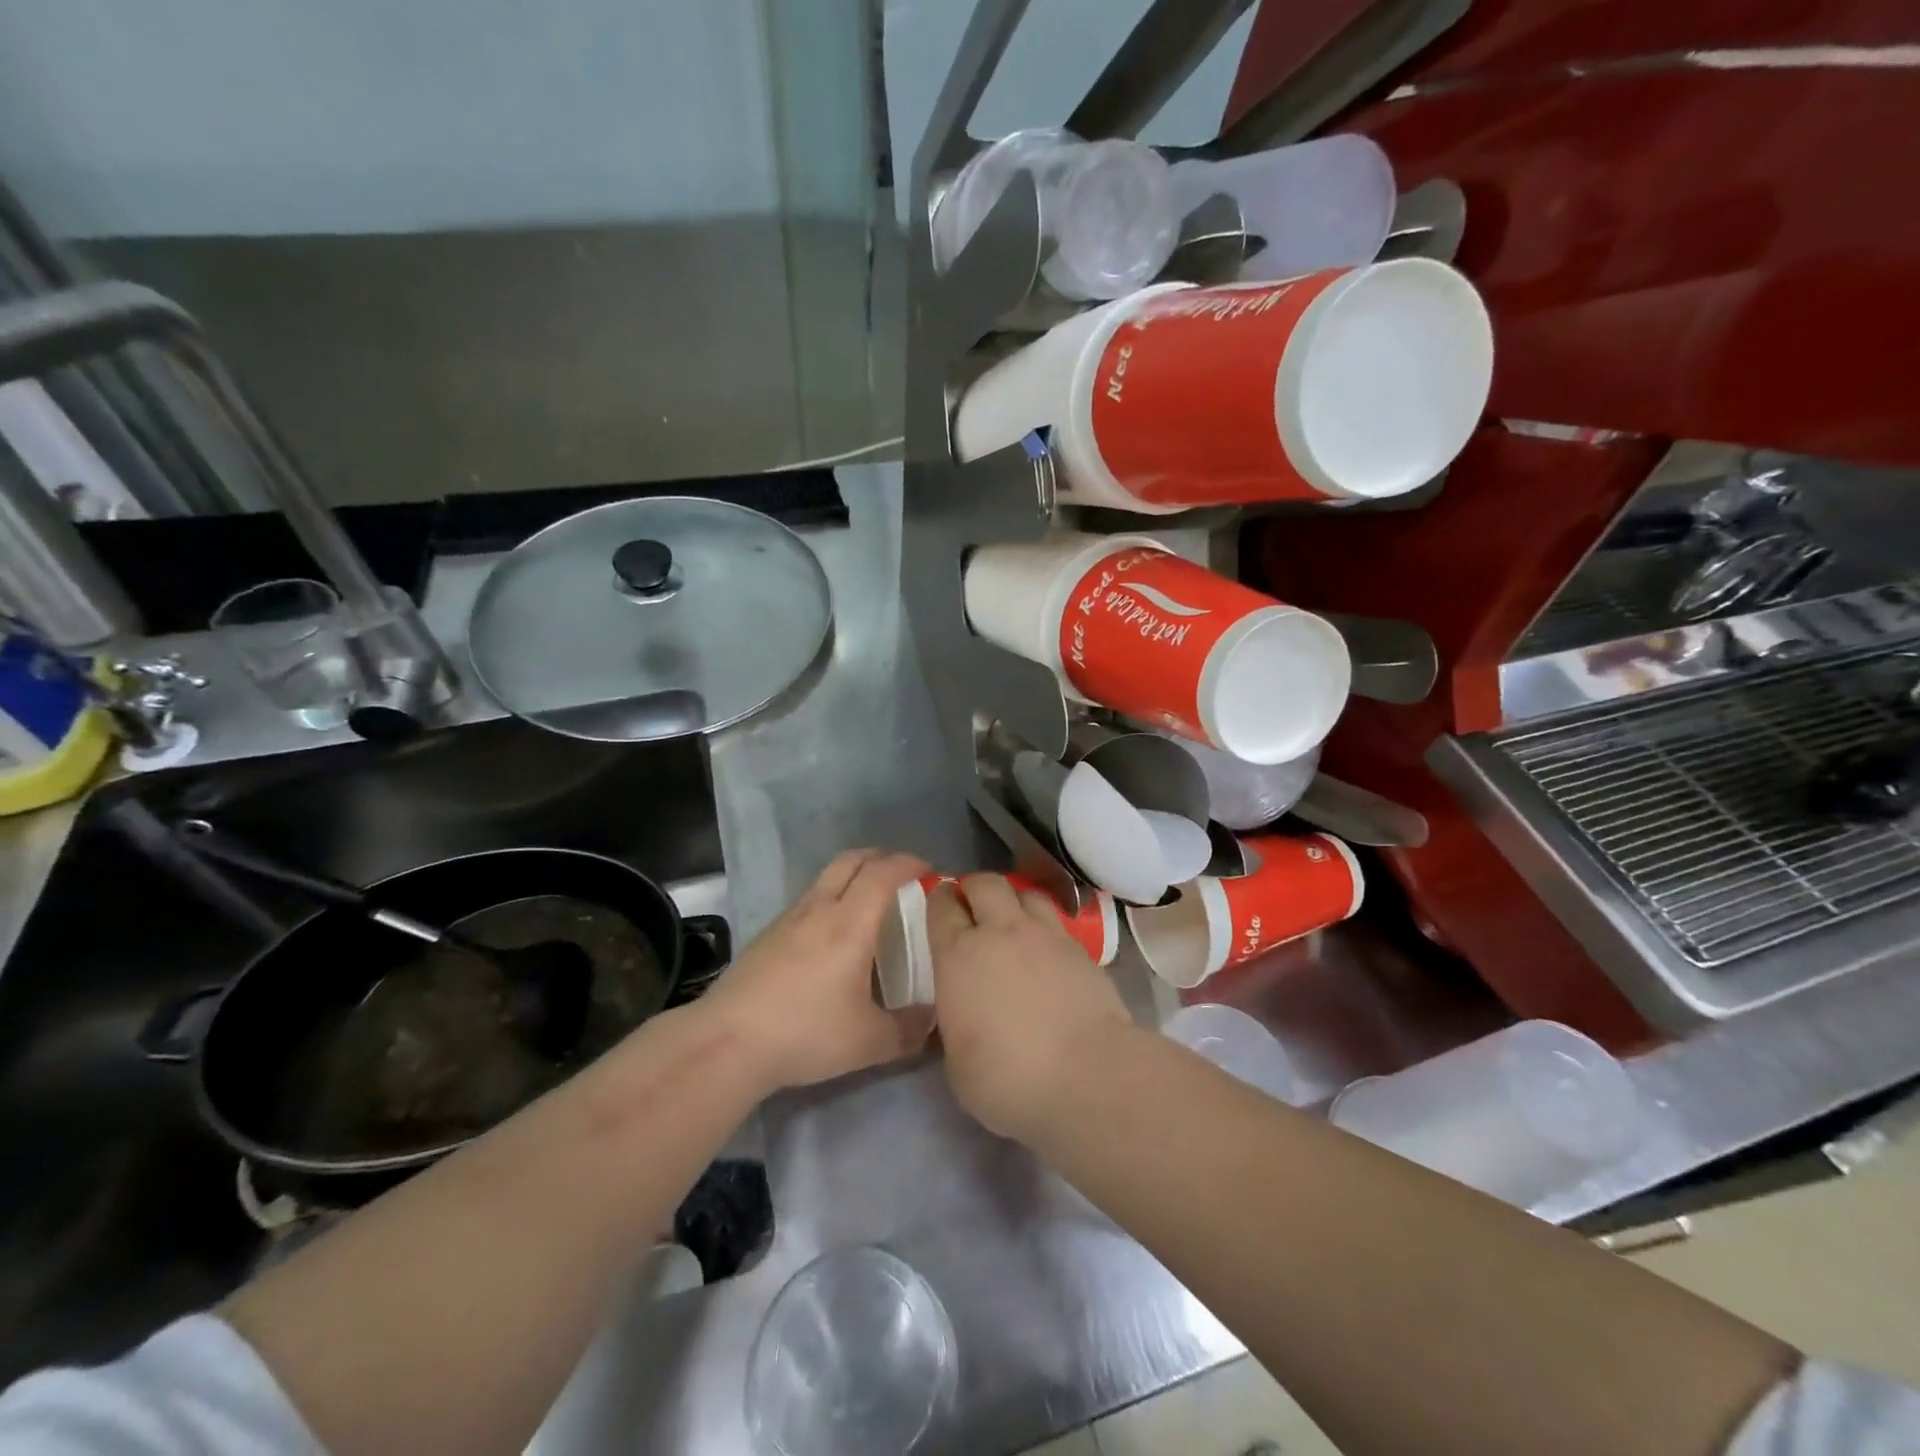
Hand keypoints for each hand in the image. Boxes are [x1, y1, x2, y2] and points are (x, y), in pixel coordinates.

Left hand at [700, 848, 933, 1093]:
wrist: (727, 1042)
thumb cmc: (805, 1032)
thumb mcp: (869, 1042)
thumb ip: (908, 1030)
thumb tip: (932, 1021)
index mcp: (850, 923)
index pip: (883, 872)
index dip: (909, 863)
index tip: (929, 872)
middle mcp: (819, 909)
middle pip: (851, 860)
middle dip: (881, 858)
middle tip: (902, 876)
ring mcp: (788, 919)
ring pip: (825, 878)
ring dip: (852, 877)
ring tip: (868, 906)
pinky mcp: (767, 936)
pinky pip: (807, 901)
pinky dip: (829, 901)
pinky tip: (831, 938)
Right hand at [927, 874, 1130, 1139]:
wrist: (1088, 1076)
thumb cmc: (1008, 1078)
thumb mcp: (957, 1062)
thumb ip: (954, 1023)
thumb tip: (962, 1013)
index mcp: (958, 955)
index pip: (941, 906)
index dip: (938, 900)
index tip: (938, 906)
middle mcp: (1000, 931)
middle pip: (985, 883)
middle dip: (974, 888)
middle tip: (972, 907)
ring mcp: (1045, 935)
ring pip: (1025, 893)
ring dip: (1013, 900)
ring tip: (1012, 920)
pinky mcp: (1081, 949)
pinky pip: (1056, 921)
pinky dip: (1045, 926)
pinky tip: (1046, 950)